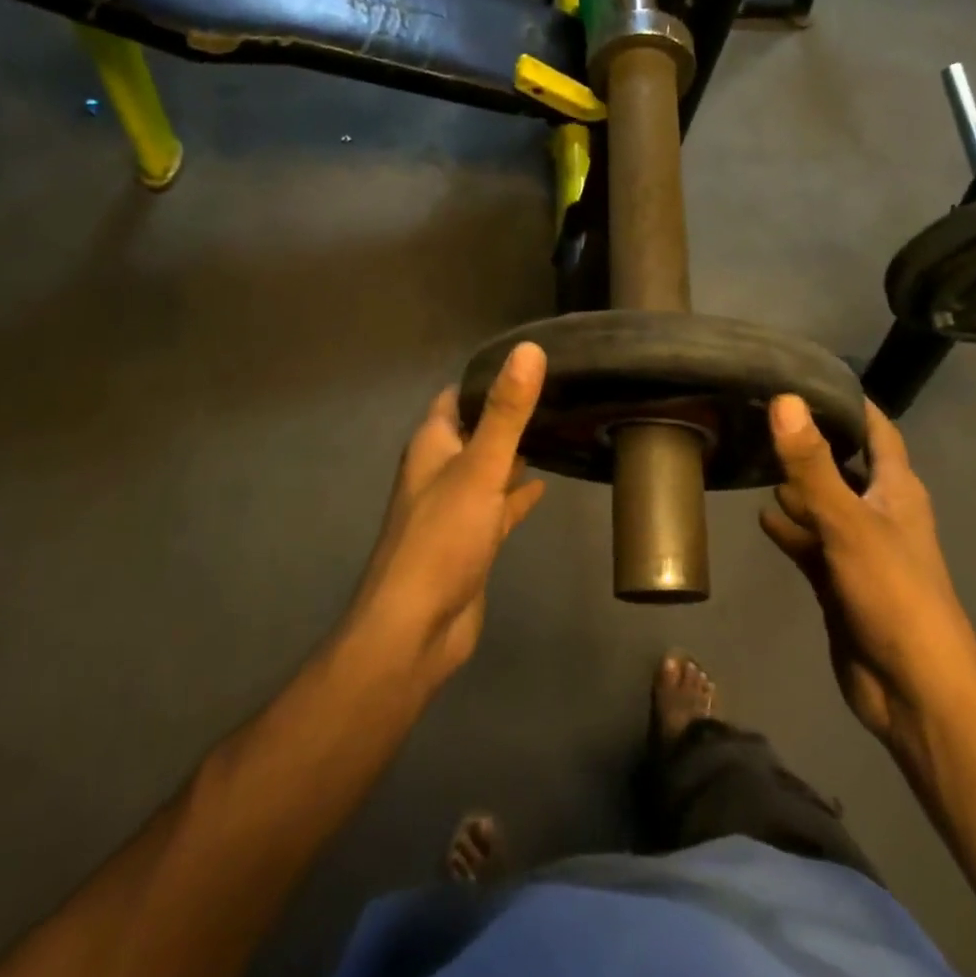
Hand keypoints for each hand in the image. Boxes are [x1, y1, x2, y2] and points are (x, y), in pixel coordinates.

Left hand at [351, 342, 547, 685]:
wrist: (416, 628)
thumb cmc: (442, 538)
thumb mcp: (479, 468)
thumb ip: (505, 412)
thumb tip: (529, 349)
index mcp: (432, 446)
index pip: (455, 397)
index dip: (485, 378)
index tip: (530, 361)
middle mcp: (439, 471)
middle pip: (474, 431)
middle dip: (506, 414)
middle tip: (556, 393)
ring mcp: (455, 509)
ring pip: (487, 469)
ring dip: (514, 454)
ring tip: (559, 431)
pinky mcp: (471, 542)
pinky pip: (498, 507)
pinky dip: (517, 495)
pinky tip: (545, 487)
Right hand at [759, 395, 975, 759]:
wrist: (910, 688)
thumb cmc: (892, 594)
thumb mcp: (849, 522)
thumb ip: (812, 464)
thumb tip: (784, 400)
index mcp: (897, 491)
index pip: (877, 431)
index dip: (850, 403)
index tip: (807, 376)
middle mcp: (879, 512)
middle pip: (844, 465)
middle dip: (810, 443)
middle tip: (760, 414)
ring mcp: (857, 548)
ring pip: (822, 504)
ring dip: (795, 487)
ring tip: (750, 456)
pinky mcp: (837, 580)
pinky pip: (809, 543)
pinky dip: (788, 530)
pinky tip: (760, 517)